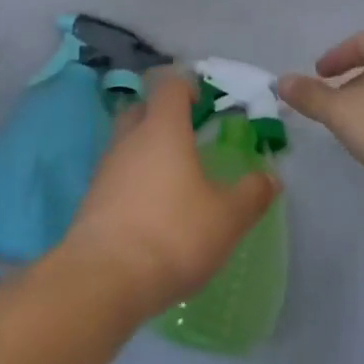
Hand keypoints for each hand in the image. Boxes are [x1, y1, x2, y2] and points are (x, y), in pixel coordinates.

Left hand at [57, 72, 279, 320]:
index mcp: (162, 129)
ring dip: (146, 150)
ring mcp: (105, 168)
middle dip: (162, 115)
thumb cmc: (173, 234)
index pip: (169, 87)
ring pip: (126, 142)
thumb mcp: (227, 218)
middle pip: (141, 109)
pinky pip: (116, 174)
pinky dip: (133, 180)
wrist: (105, 277)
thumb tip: (270, 178)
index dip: (186, 87)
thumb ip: (251, 194)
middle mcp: (129, 139)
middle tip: (188, 136)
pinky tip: (151, 208)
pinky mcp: (92, 198)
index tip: (203, 102)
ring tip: (173, 177)